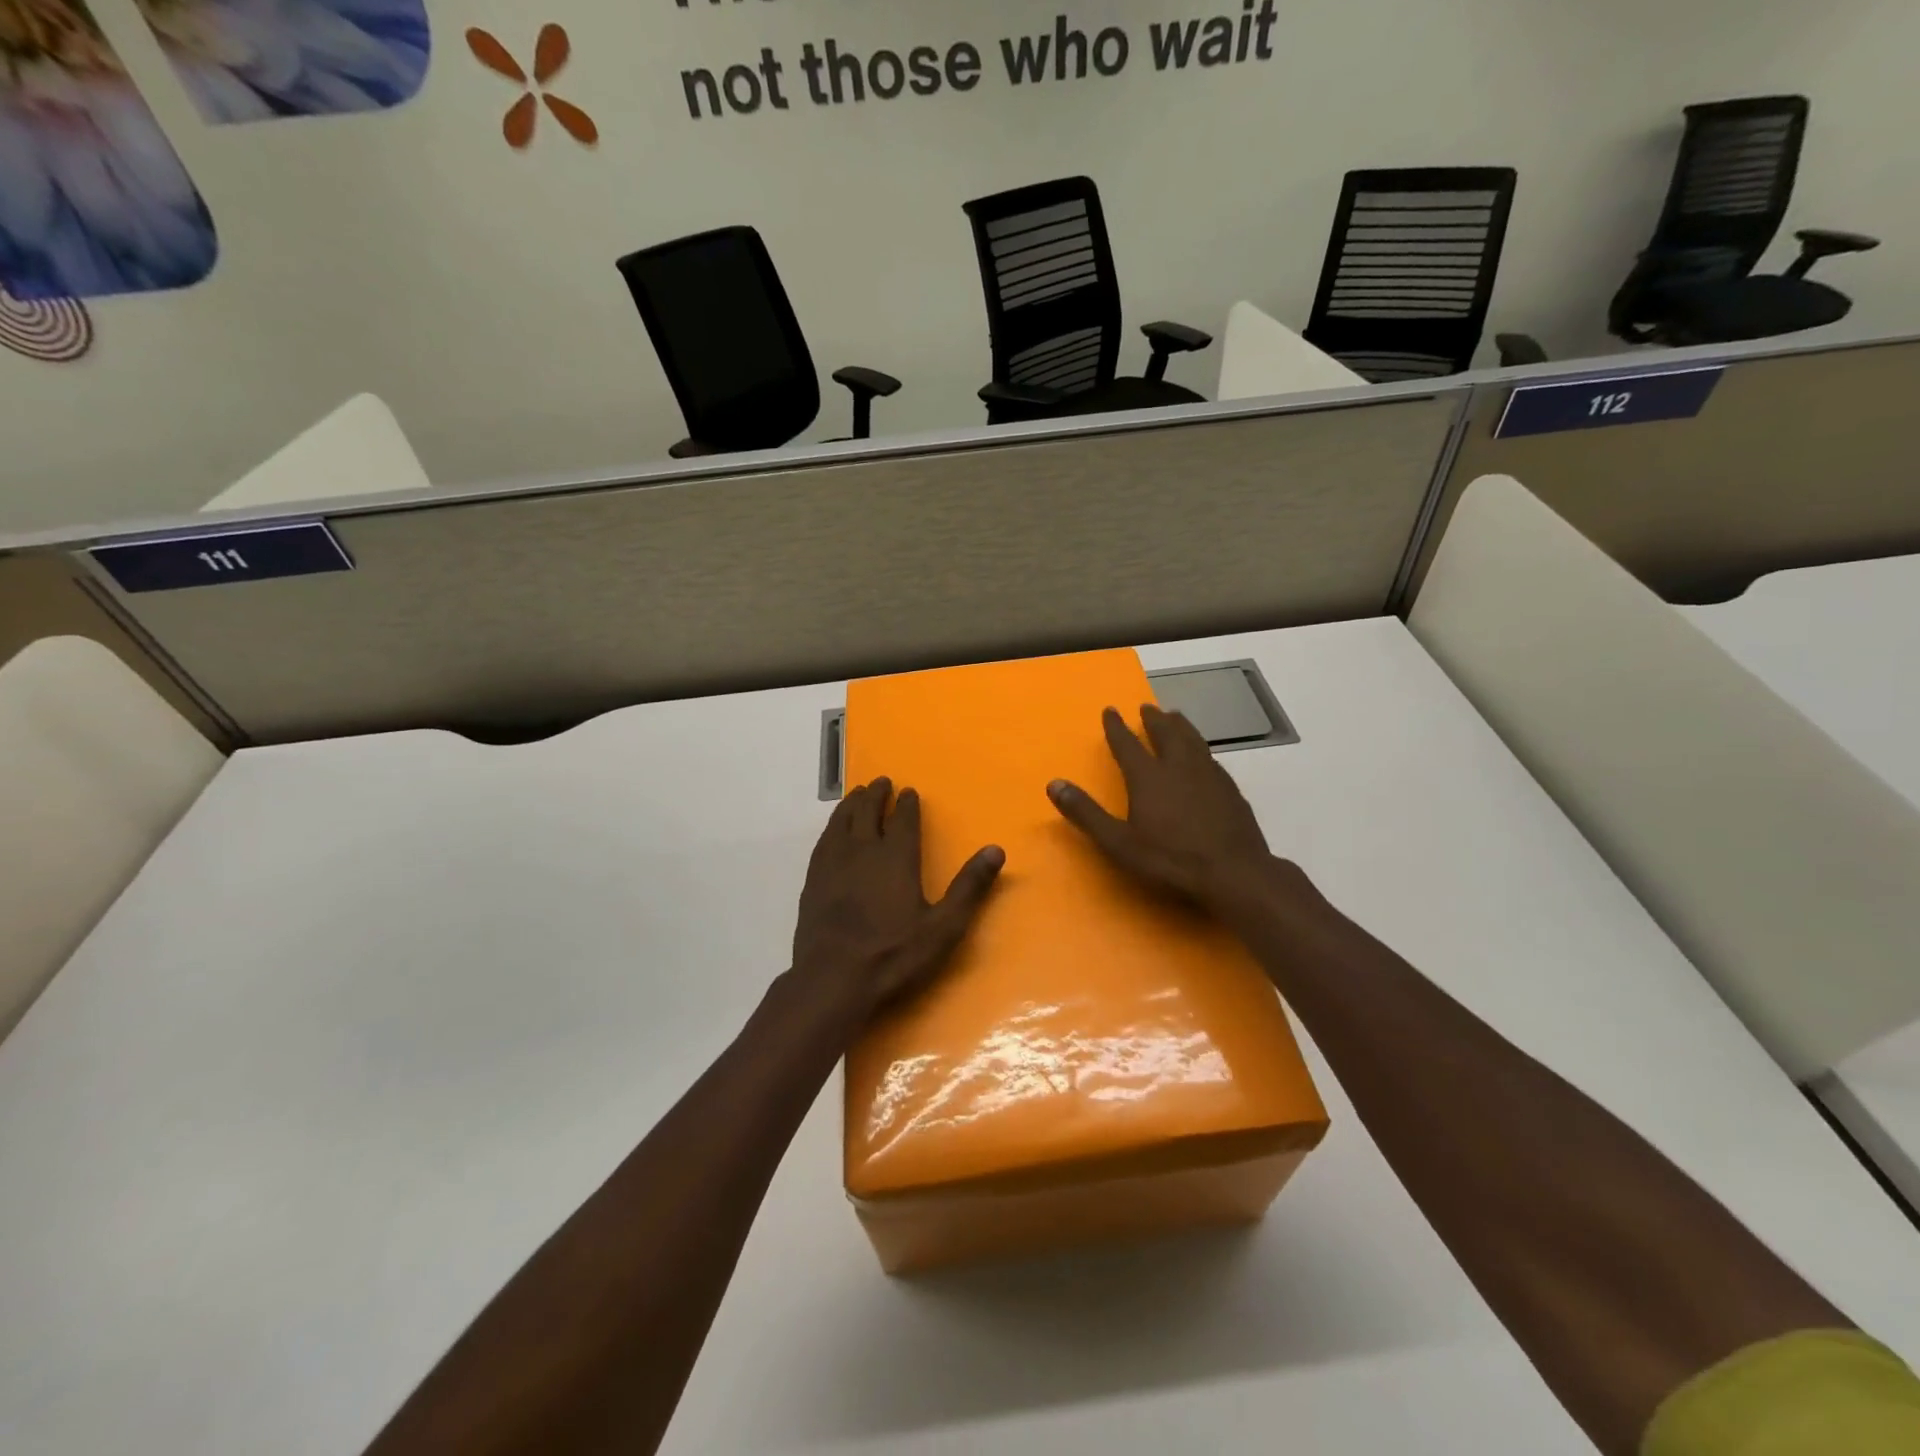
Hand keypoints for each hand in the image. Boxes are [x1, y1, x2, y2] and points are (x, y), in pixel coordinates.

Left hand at [791, 777, 1003, 1025]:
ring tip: (857, 794)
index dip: (907, 804)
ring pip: (841, 821)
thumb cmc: (893, 955)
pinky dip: (832, 826)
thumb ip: (969, 887)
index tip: (909, 791)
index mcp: (896, 857)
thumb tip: (996, 850)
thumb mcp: (943, 927)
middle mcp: (862, 850)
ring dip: (852, 804)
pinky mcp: (813, 880)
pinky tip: (833, 830)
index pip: (903, 819)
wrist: (832, 979)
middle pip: (868, 812)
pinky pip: (823, 840)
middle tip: (882, 782)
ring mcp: (833, 863)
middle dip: (877, 795)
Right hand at [1047, 705, 1277, 909]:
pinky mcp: (1230, 788)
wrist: (1234, 873)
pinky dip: (1200, 746)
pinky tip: (1203, 755)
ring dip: (1180, 725)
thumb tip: (1054, 784)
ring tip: (1175, 716)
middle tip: (1147, 707)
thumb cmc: (1170, 860)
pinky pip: (1210, 756)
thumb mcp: (1119, 843)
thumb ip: (1086, 813)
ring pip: (1192, 739)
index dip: (1116, 727)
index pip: (1127, 744)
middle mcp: (1178, 767)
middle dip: (1154, 719)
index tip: (1110, 710)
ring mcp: (1209, 775)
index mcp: (1148, 777)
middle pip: (1165, 733)